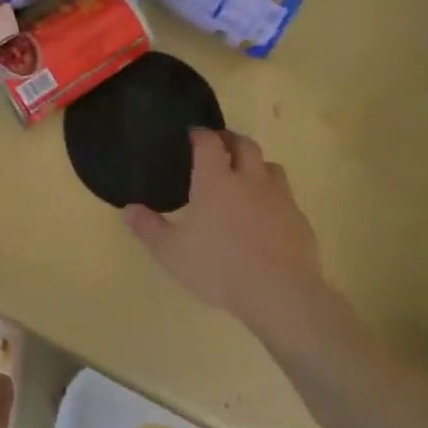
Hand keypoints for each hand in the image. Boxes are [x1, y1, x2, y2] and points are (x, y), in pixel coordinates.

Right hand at [123, 130, 327, 329]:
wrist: (279, 293)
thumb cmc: (218, 267)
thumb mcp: (171, 252)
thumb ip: (148, 228)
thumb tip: (128, 210)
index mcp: (216, 181)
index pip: (209, 142)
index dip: (200, 134)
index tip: (192, 134)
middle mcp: (249, 180)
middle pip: (245, 145)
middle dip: (230, 140)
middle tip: (219, 146)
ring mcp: (279, 198)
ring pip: (271, 166)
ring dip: (257, 165)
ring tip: (245, 177)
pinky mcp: (299, 220)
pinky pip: (286, 197)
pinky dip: (273, 197)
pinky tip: (266, 215)